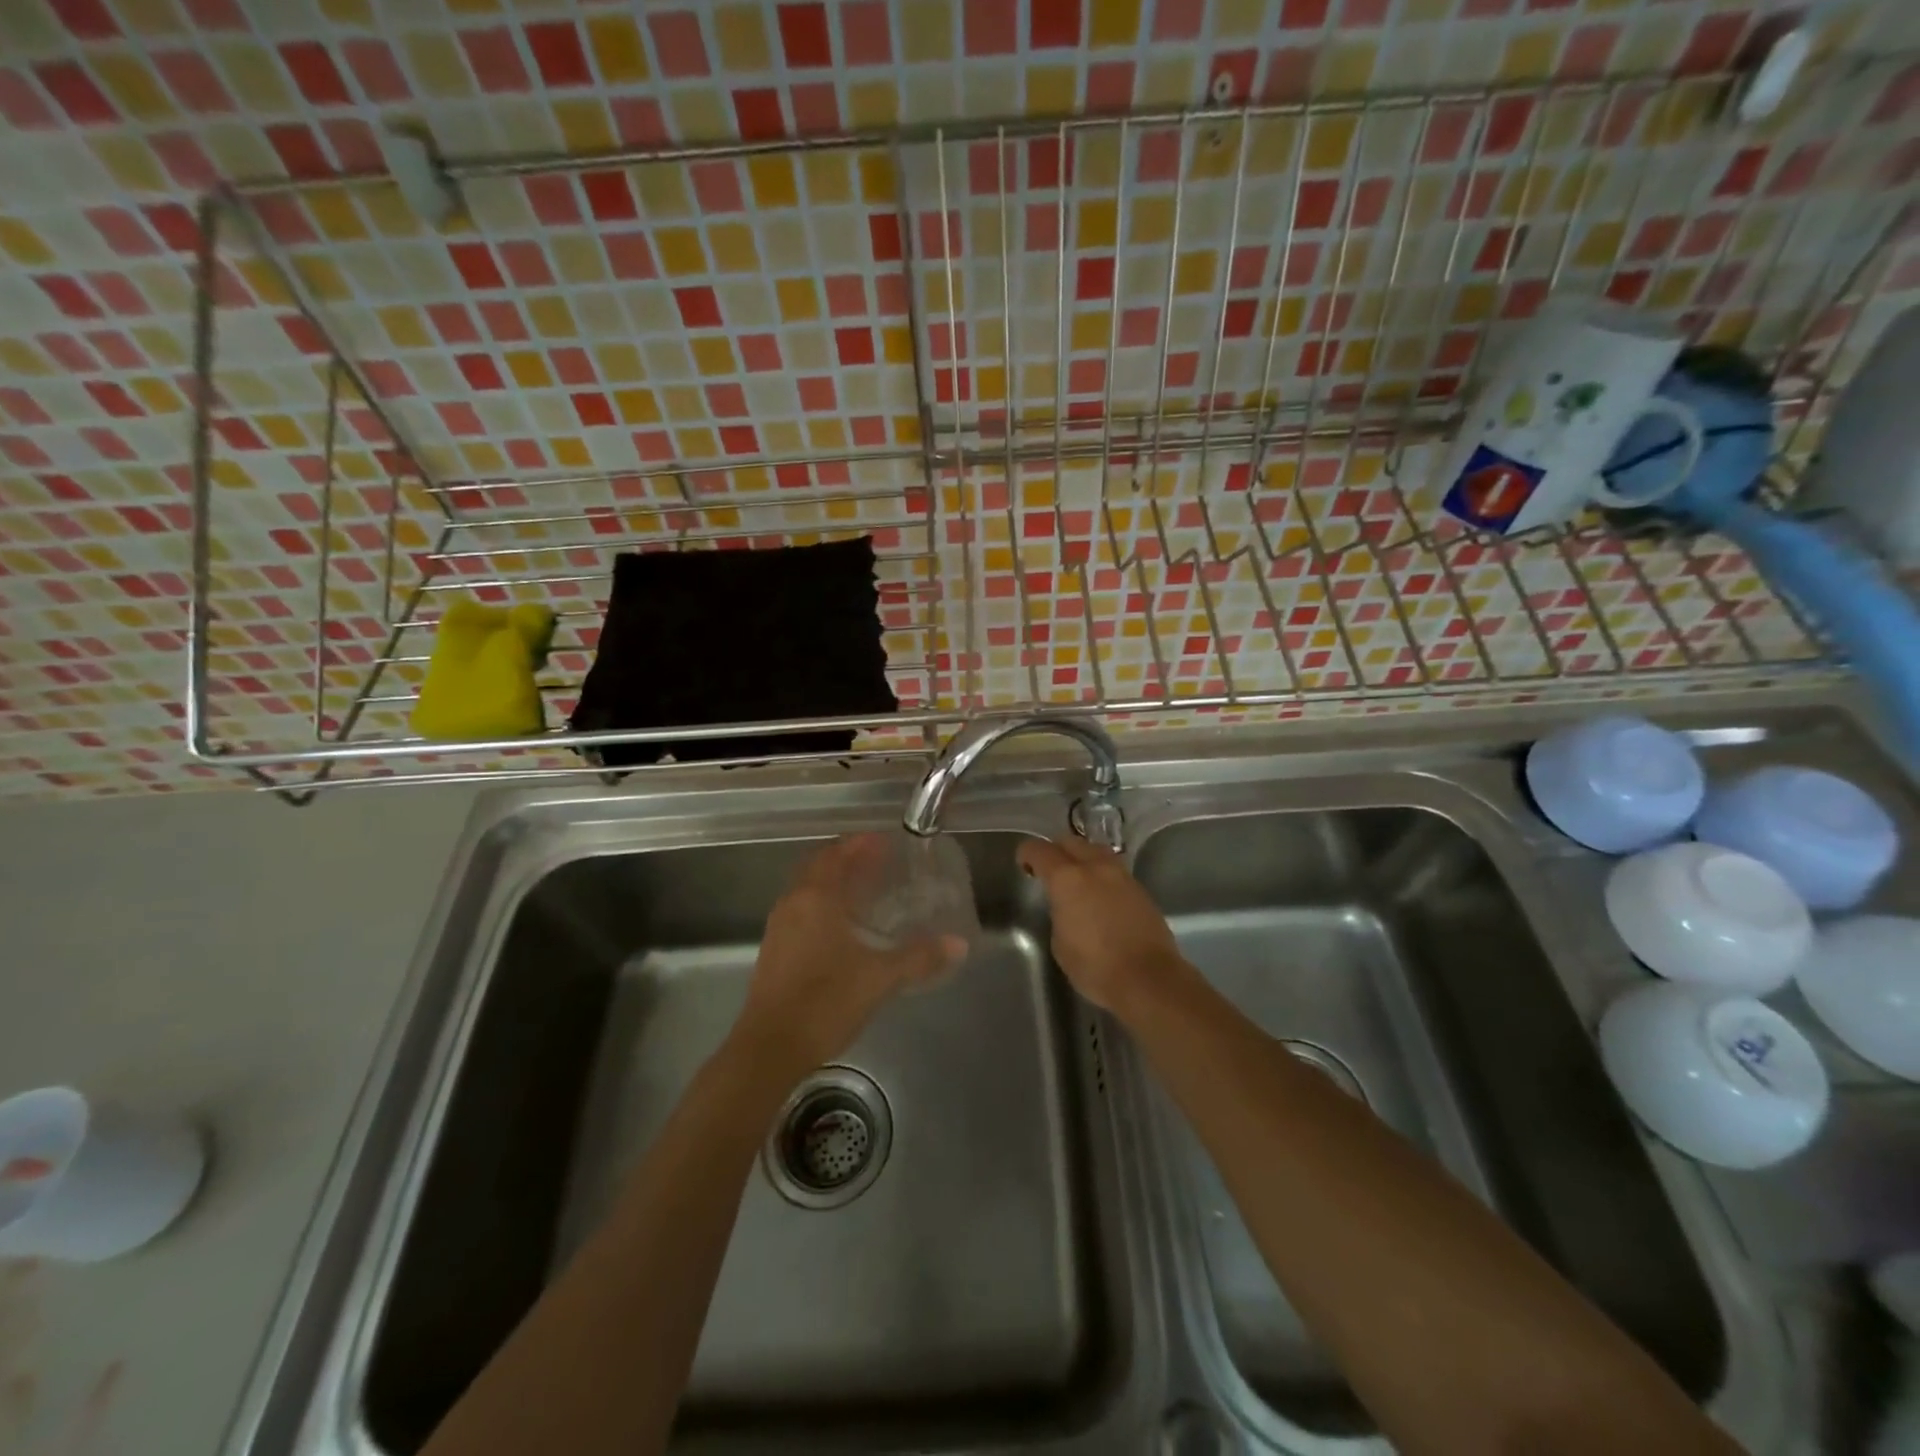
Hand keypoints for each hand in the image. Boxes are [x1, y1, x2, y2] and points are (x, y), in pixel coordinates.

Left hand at [737, 835, 962, 1076]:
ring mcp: (779, 927)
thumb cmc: (825, 1002)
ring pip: (807, 889)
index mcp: (815, 898)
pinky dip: (824, 905)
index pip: (837, 854)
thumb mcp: (879, 978)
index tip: (886, 841)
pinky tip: (844, 927)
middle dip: (847, 859)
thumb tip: (958, 944)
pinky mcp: (774, 951)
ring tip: (866, 890)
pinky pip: (801, 911)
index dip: (861, 844)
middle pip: (819, 866)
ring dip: (833, 882)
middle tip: (879, 862)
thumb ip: (919, 958)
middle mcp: (792, 903)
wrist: (769, 1048)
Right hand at [1017, 836, 1189, 1014]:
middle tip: (1048, 870)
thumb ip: (1059, 914)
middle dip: (1055, 851)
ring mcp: (1122, 875)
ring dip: (1082, 858)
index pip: (1040, 850)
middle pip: (1070, 842)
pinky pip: (1114, 870)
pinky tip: (1100, 895)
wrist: (1149, 979)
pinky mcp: (1140, 889)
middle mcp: (1095, 867)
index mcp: (1067, 879)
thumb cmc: (1095, 966)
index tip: (1023, 864)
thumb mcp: (1060, 943)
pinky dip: (1101, 874)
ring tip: (1076, 879)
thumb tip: (1067, 907)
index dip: (1027, 853)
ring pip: (1096, 851)